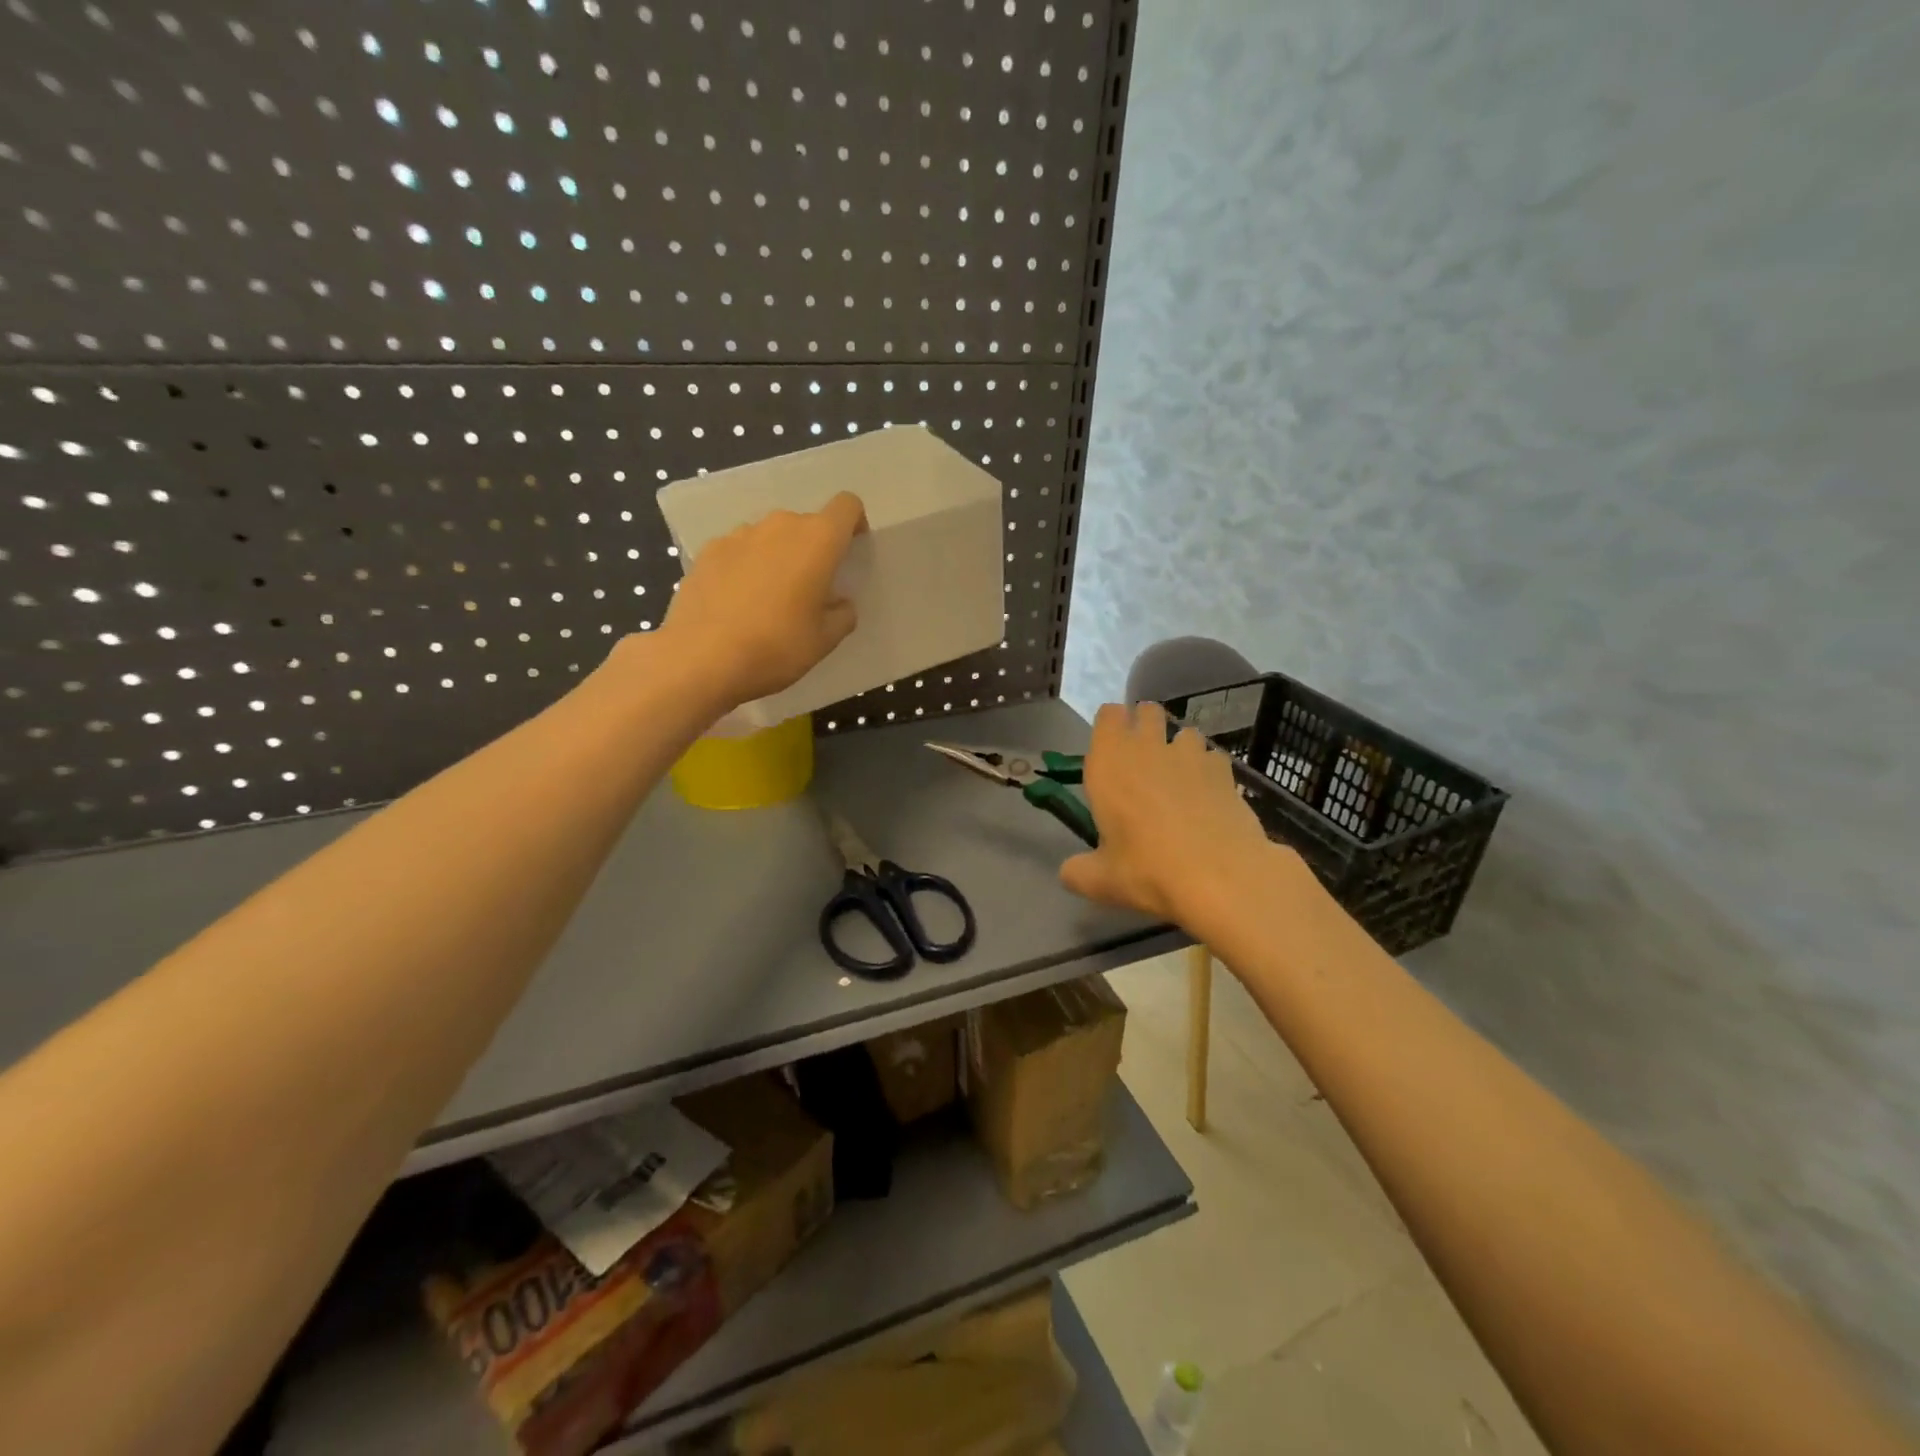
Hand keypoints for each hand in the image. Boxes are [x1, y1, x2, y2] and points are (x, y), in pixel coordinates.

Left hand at [660, 493, 868, 708]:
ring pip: (771, 536)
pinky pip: (739, 550)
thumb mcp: (824, 641)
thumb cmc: (776, 647)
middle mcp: (779, 526)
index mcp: (817, 541)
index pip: (846, 506)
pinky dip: (746, 567)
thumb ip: (842, 615)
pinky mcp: (708, 551)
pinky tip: (737, 603)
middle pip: (806, 524)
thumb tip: (839, 603)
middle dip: (813, 549)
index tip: (850, 550)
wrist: (700, 659)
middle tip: (810, 589)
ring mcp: (739, 535)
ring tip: (770, 598)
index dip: (854, 523)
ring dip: (778, 557)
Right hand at [1060, 701, 1285, 924]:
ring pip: (1184, 732)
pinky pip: (1213, 758)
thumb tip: (1069, 873)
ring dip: (1179, 749)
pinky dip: (1208, 771)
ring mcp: (1191, 756)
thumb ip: (1078, 871)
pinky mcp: (1225, 771)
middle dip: (1145, 727)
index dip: (1111, 726)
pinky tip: (1208, 799)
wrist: (1222, 877)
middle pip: (1147, 711)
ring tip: (1179, 781)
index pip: (1108, 714)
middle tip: (1142, 762)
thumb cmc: (1148, 871)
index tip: (1110, 751)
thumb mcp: (1101, 881)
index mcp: (1110, 763)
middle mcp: (1148, 748)